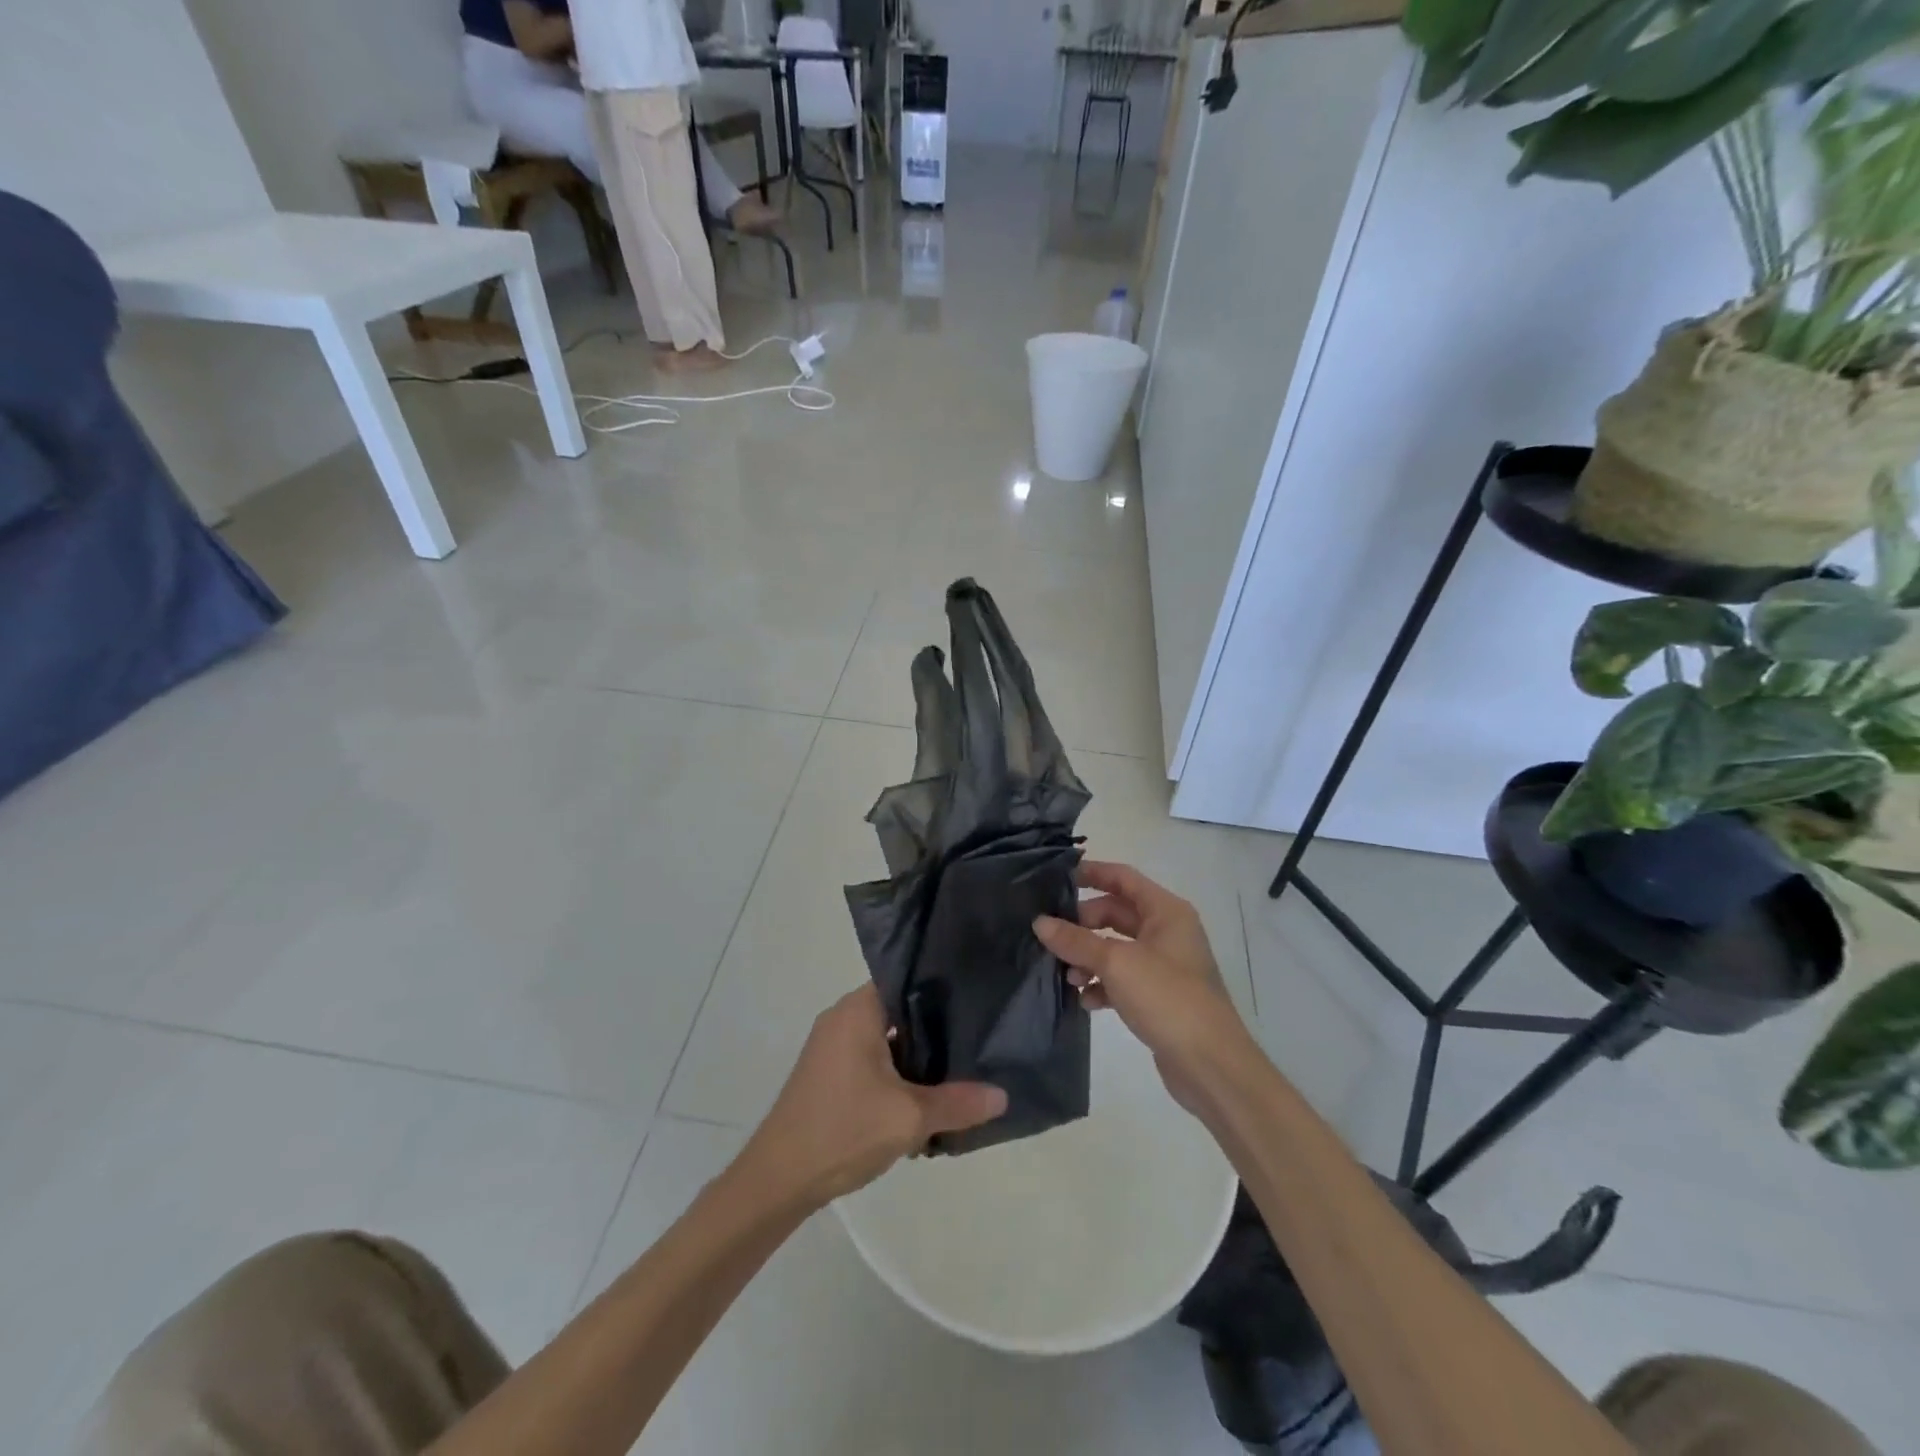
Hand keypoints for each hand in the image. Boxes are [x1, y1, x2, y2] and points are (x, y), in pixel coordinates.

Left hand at [740, 985, 1007, 1208]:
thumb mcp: (908, 1118)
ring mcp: (832, 1046)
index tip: (978, 999)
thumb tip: (1003, 1095)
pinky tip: (924, 1100)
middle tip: (978, 1039)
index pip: (908, 978)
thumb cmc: (842, 1131)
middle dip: (937, 1029)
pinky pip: (873, 1060)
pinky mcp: (829, 1073)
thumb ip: (958, 1103)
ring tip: (960, 1072)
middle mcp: (843, 1017)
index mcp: (858, 1010)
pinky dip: (897, 1074)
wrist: (777, 1180)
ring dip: (918, 1058)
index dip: (944, 987)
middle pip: (901, 1010)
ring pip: (888, 1039)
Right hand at [1033, 861, 1252, 1111]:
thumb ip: (1076, 941)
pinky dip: (1102, 984)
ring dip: (1089, 957)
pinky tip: (1086, 1001)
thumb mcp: (1116, 963)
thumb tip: (1040, 923)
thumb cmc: (1167, 998)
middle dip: (1083, 924)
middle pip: (1116, 913)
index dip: (1091, 873)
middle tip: (1052, 937)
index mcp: (1166, 912)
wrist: (1211, 1065)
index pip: (1123, 878)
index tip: (1056, 879)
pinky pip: (1122, 979)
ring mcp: (1164, 965)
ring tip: (1068, 976)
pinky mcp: (1159, 996)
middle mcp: (1167, 932)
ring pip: (1116, 948)